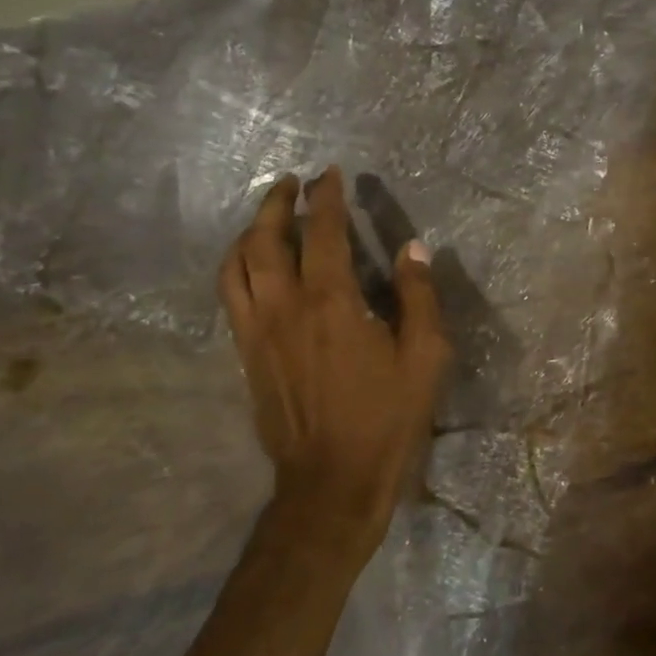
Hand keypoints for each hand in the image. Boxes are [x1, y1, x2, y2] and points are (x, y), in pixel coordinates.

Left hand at [219, 167, 450, 564]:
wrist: (331, 482)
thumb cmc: (387, 417)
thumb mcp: (425, 356)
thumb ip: (419, 296)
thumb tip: (413, 248)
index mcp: (332, 302)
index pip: (323, 232)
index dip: (327, 197)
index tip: (331, 174)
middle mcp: (285, 307)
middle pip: (265, 239)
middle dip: (277, 202)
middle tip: (293, 182)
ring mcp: (257, 332)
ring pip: (236, 265)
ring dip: (249, 231)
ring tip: (266, 215)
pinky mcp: (246, 355)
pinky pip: (229, 296)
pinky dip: (237, 267)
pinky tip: (251, 265)